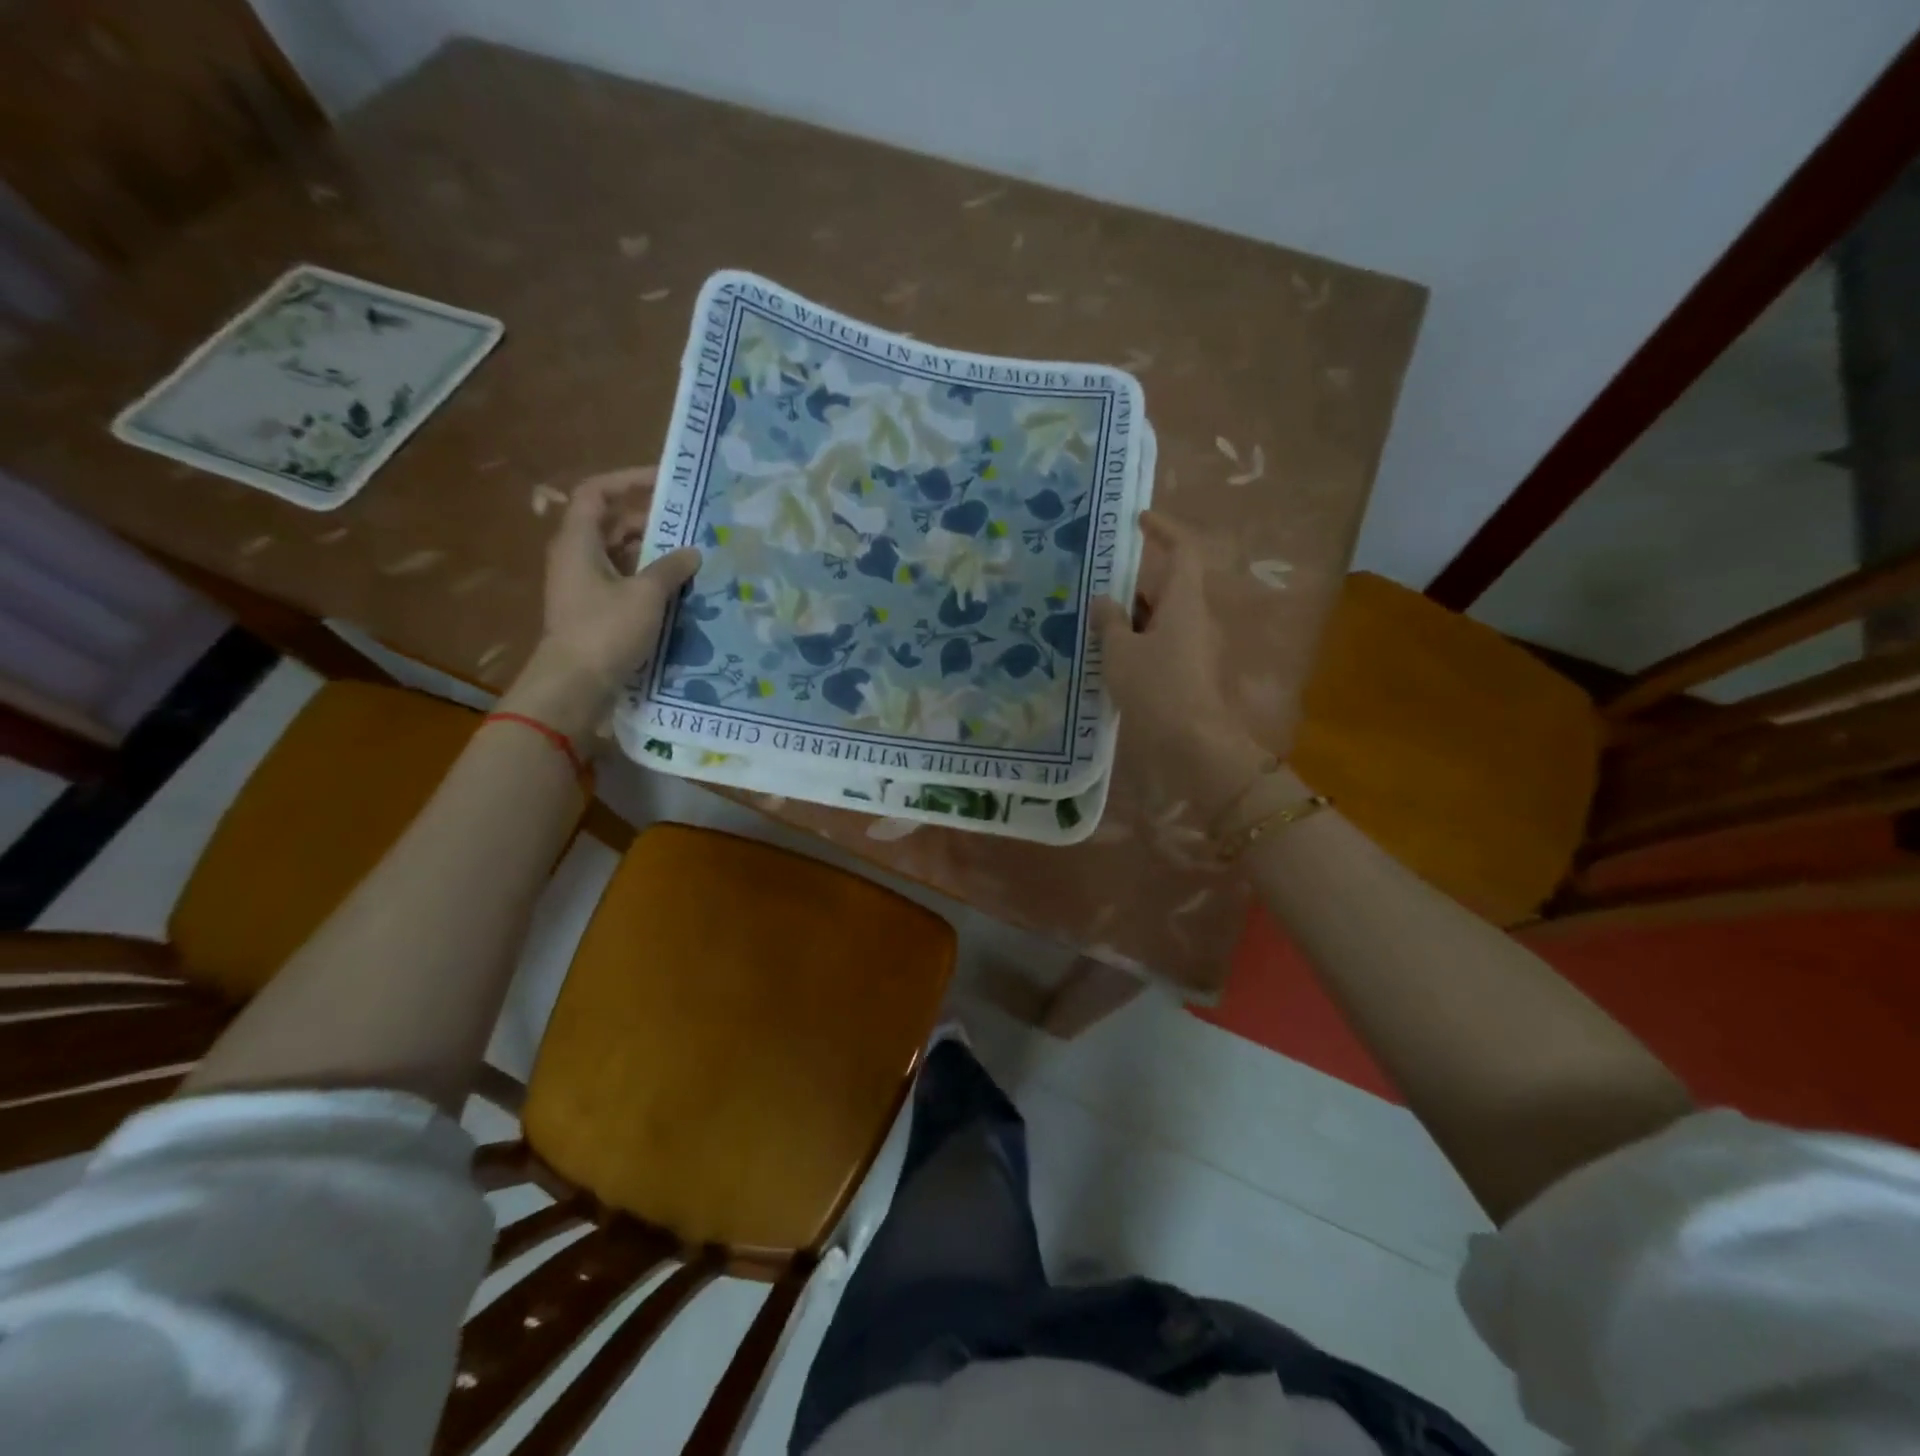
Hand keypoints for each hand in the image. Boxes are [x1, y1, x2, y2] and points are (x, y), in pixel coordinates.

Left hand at [502, 467, 701, 742]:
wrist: (575, 685)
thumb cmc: (605, 631)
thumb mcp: (645, 595)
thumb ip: (670, 569)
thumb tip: (692, 552)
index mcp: (578, 542)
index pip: (597, 493)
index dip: (628, 480)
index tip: (664, 481)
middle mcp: (576, 557)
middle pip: (611, 523)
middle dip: (650, 520)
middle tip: (690, 523)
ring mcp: (584, 585)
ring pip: (620, 554)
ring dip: (652, 552)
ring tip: (691, 555)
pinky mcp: (594, 610)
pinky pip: (623, 580)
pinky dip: (647, 578)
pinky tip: (677, 588)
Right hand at [1091, 511, 1277, 817]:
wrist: (1191, 743)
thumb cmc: (1156, 688)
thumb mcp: (1120, 652)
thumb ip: (1109, 621)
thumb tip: (1102, 601)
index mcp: (1184, 601)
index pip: (1182, 550)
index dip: (1163, 530)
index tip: (1137, 521)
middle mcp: (1195, 618)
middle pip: (1165, 587)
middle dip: (1131, 585)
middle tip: (1093, 587)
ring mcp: (1194, 647)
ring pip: (1160, 618)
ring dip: (1130, 617)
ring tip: (1092, 625)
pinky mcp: (1188, 672)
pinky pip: (1160, 643)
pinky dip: (1136, 642)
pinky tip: (1108, 658)